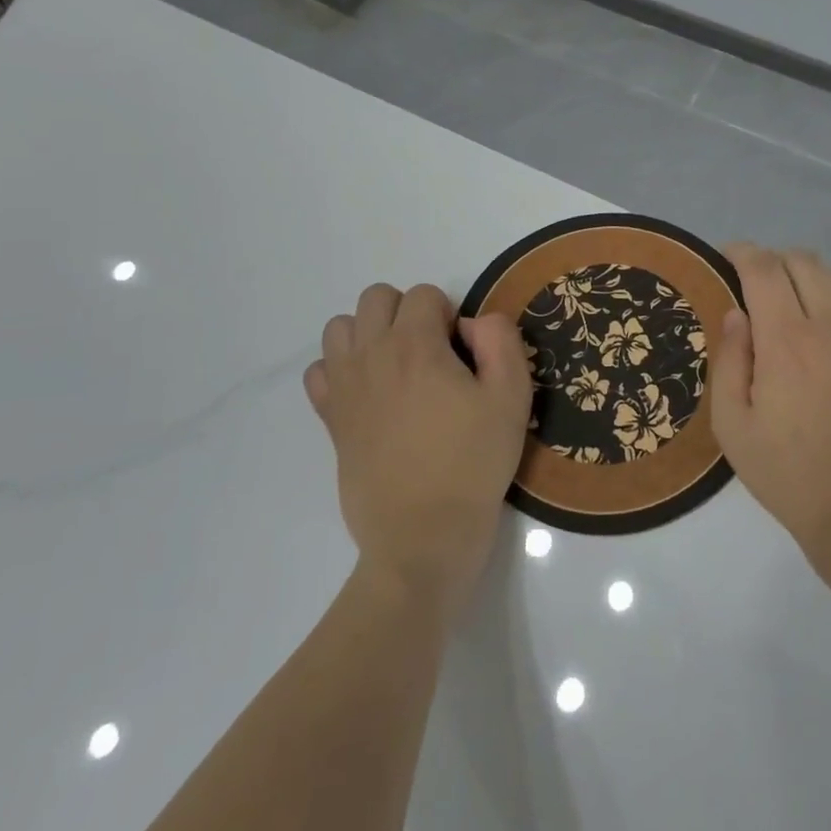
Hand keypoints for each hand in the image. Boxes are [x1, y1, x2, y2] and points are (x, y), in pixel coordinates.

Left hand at [305, 283, 531, 622]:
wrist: (423, 537)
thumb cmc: (473, 464)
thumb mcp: (512, 398)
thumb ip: (500, 342)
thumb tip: (474, 322)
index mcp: (415, 346)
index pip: (424, 294)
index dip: (449, 316)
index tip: (462, 355)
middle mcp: (371, 355)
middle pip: (376, 298)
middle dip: (407, 312)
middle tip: (432, 354)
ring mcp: (344, 387)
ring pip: (341, 327)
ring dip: (369, 333)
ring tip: (397, 367)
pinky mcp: (330, 419)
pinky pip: (319, 370)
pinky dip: (340, 369)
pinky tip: (368, 393)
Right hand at [711, 245, 830, 575]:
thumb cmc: (794, 478)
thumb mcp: (734, 429)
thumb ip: (729, 362)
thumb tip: (737, 315)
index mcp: (786, 339)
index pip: (763, 268)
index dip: (742, 252)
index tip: (728, 258)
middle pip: (804, 262)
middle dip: (775, 261)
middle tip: (759, 286)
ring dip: (813, 279)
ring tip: (800, 306)